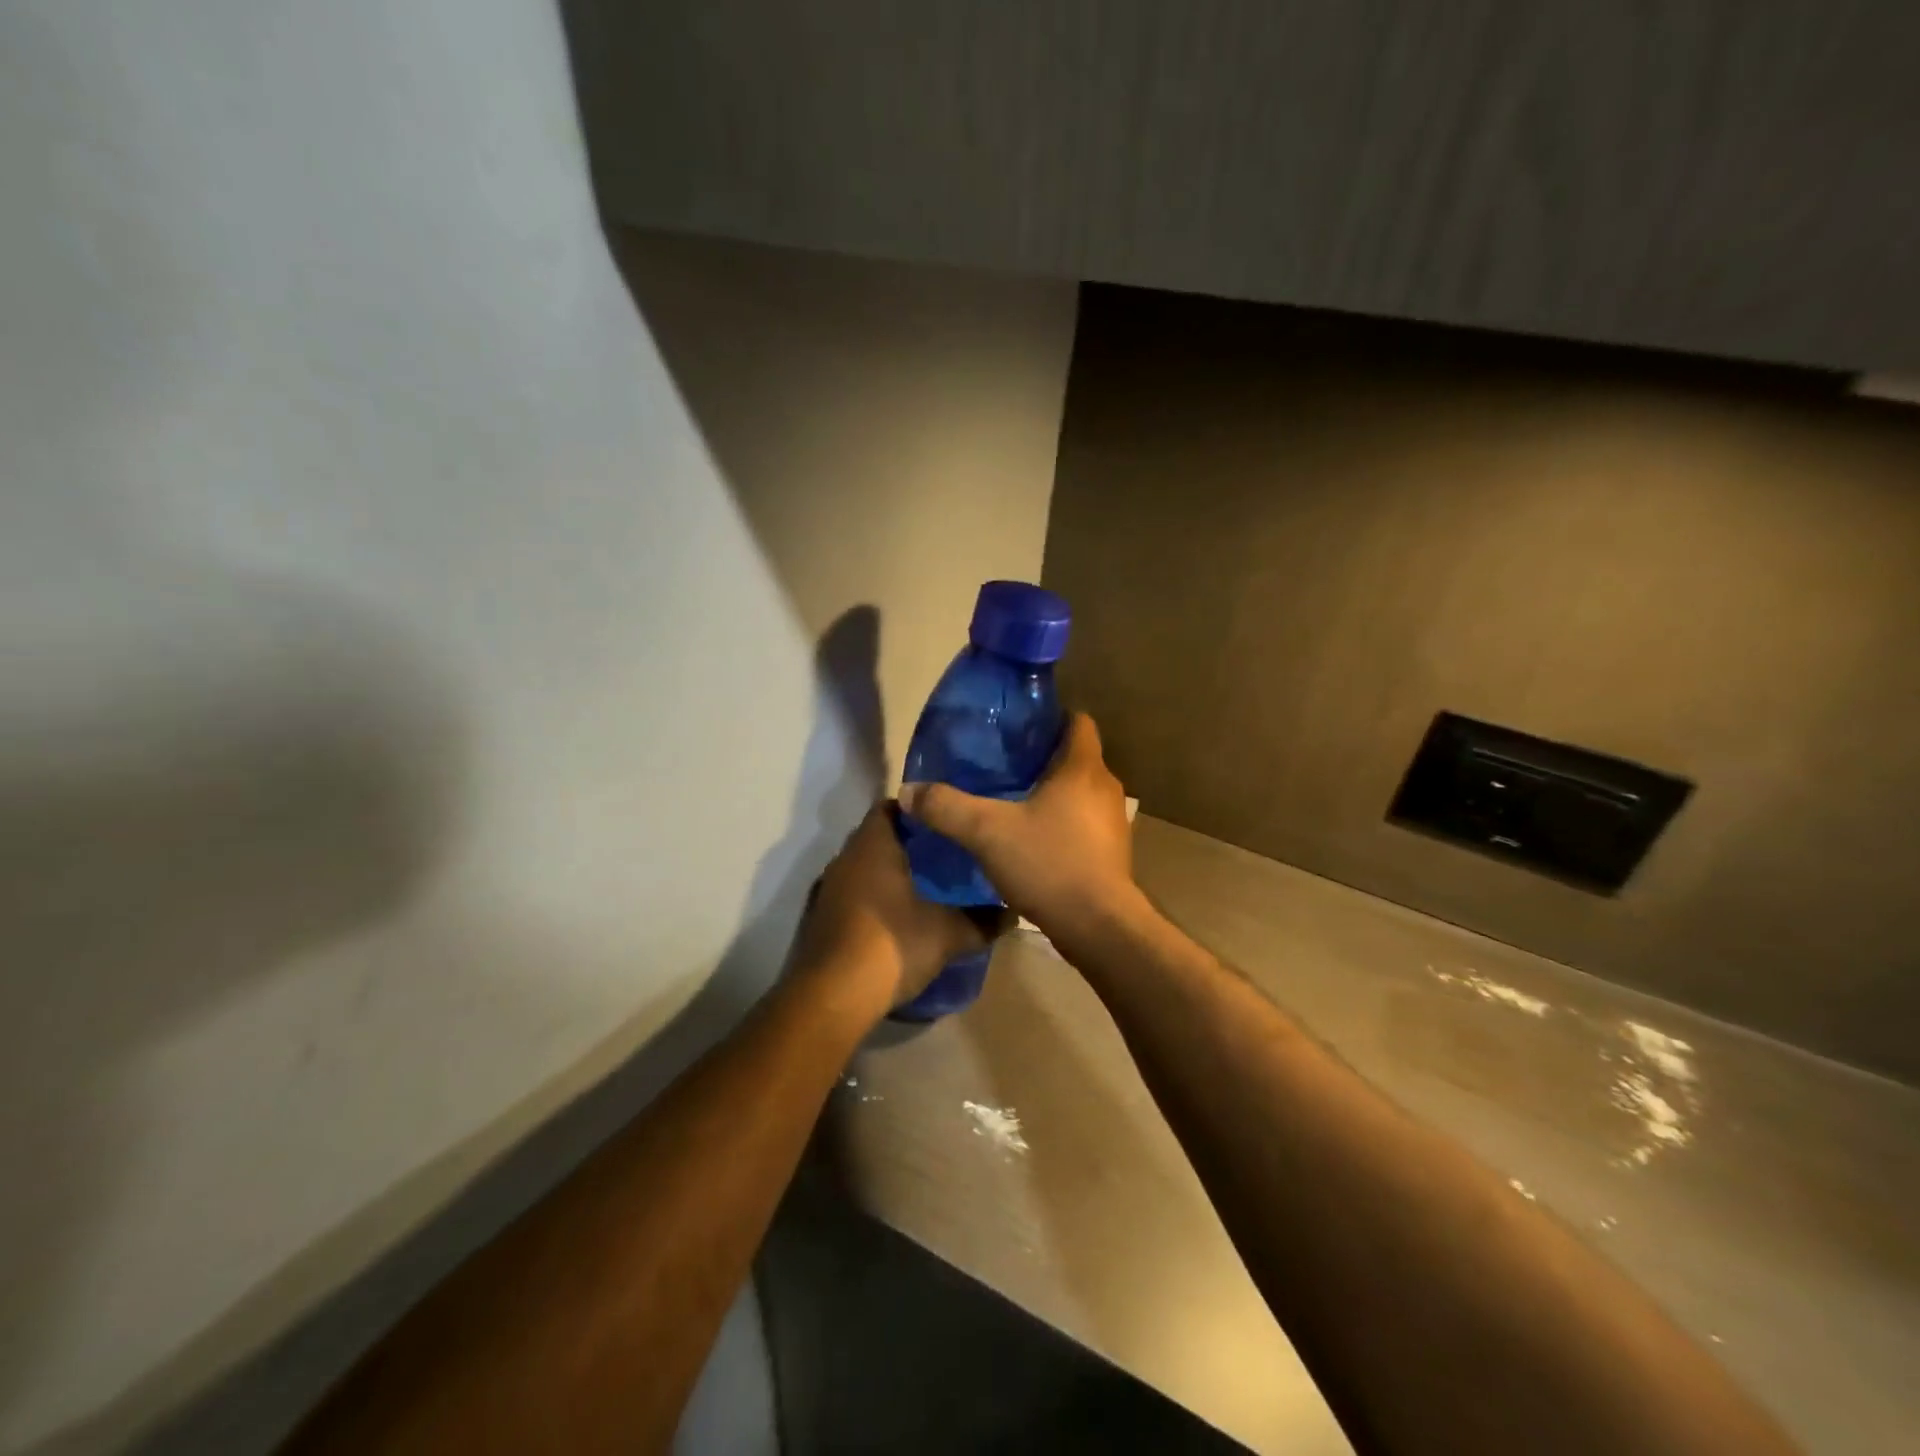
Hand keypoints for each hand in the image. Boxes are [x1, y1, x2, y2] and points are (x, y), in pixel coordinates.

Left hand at [793, 803, 1001, 1012]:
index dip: (919, 809)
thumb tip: (1013, 915)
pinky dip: (873, 897)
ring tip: (927, 884)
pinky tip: (898, 916)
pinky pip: (852, 893)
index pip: (892, 806)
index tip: (946, 820)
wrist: (833, 997)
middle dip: (908, 842)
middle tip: (945, 853)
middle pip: (877, 835)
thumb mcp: (948, 934)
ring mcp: (828, 888)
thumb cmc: (892, 946)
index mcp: (873, 845)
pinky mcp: (820, 917)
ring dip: (889, 872)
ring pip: (863, 866)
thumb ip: (982, 921)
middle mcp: (845, 858)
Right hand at [899, 713, 1144, 958]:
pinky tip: (1031, 840)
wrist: (1099, 928)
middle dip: (1042, 758)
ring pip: (1080, 793)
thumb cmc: (1049, 863)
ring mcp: (1113, 823)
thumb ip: (947, 807)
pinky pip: (1083, 824)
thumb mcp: (986, 832)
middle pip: (1076, 758)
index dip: (1050, 719)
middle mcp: (1105, 788)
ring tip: (1011, 801)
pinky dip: (1060, 823)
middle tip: (1002, 766)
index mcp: (1083, 768)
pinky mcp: (1112, 853)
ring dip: (1052, 794)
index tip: (1017, 729)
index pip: (1077, 722)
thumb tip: (907, 791)